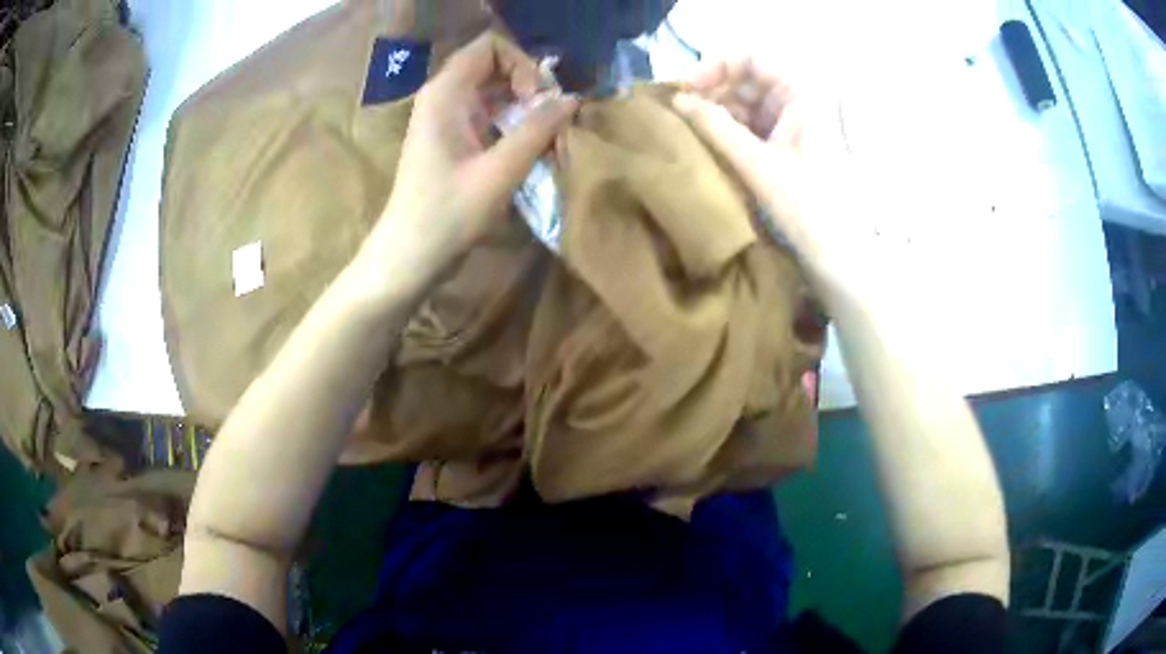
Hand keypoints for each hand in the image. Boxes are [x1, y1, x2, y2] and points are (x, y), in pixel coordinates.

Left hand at [376, 33, 578, 269]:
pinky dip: (514, 124)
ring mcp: (448, 119)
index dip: (522, 63)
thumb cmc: (448, 213)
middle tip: (550, 118)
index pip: (490, 46)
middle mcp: (445, 97)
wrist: (410, 256)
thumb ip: (538, 129)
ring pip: (495, 92)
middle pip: (495, 66)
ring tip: (547, 135)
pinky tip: (531, 149)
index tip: (536, 100)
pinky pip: (490, 115)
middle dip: (529, 85)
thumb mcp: (500, 170)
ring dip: (525, 107)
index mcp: (446, 93)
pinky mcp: (453, 140)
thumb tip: (573, 99)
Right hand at [672, 58, 859, 293]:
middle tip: (680, 111)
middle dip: (712, 90)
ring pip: (746, 102)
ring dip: (717, 112)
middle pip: (748, 78)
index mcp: (803, 94)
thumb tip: (677, 100)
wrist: (839, 256)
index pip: (753, 58)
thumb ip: (715, 127)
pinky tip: (707, 142)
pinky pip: (751, 125)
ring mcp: (793, 123)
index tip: (686, 88)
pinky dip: (728, 130)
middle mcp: (799, 101)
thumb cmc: (806, 206)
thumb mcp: (757, 164)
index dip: (716, 66)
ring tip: (688, 129)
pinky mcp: (787, 145)